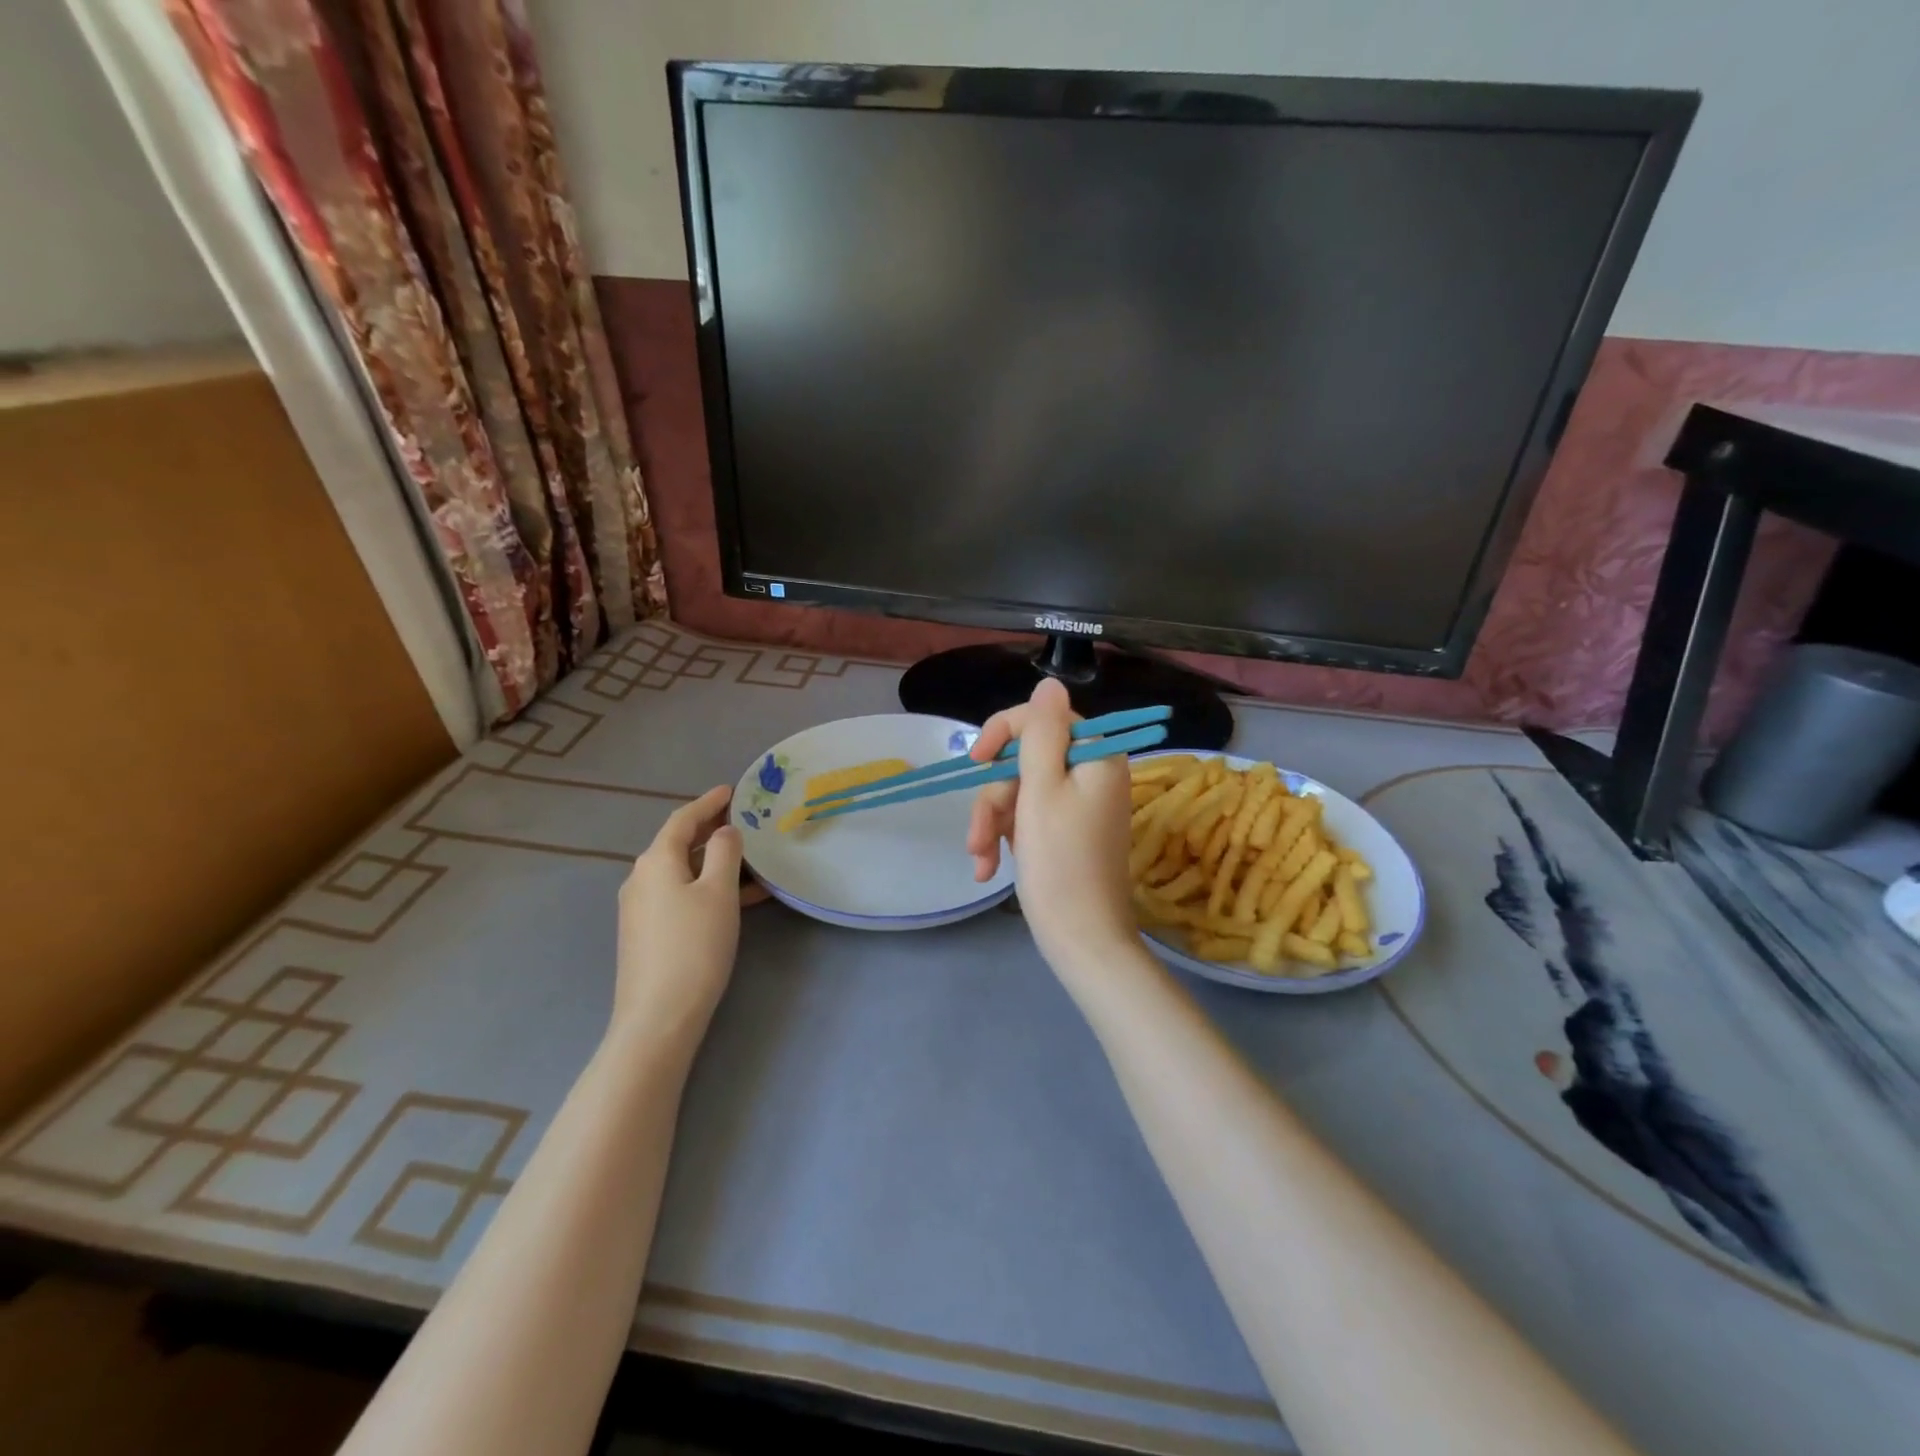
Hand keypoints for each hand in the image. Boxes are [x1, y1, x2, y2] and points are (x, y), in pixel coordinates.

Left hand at [614, 786, 758, 1045]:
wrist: (658, 1017)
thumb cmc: (694, 946)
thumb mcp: (719, 892)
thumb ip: (724, 853)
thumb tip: (725, 831)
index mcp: (655, 861)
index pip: (683, 819)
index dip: (708, 802)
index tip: (732, 790)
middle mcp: (641, 878)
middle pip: (678, 843)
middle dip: (711, 829)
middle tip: (743, 819)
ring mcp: (640, 908)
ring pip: (682, 871)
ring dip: (714, 861)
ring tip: (751, 859)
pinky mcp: (647, 933)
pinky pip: (679, 894)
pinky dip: (706, 887)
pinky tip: (738, 898)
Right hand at [966, 679, 1136, 969]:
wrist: (1081, 939)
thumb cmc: (1059, 863)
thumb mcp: (1042, 789)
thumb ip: (1041, 732)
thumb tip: (1049, 682)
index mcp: (1096, 756)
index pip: (1043, 719)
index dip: (1003, 733)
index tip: (975, 761)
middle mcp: (1092, 773)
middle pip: (1026, 759)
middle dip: (993, 797)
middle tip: (977, 836)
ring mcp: (1080, 804)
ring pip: (1020, 790)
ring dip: (992, 822)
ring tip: (980, 860)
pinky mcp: (1067, 830)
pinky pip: (1029, 815)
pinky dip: (1005, 836)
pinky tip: (989, 866)